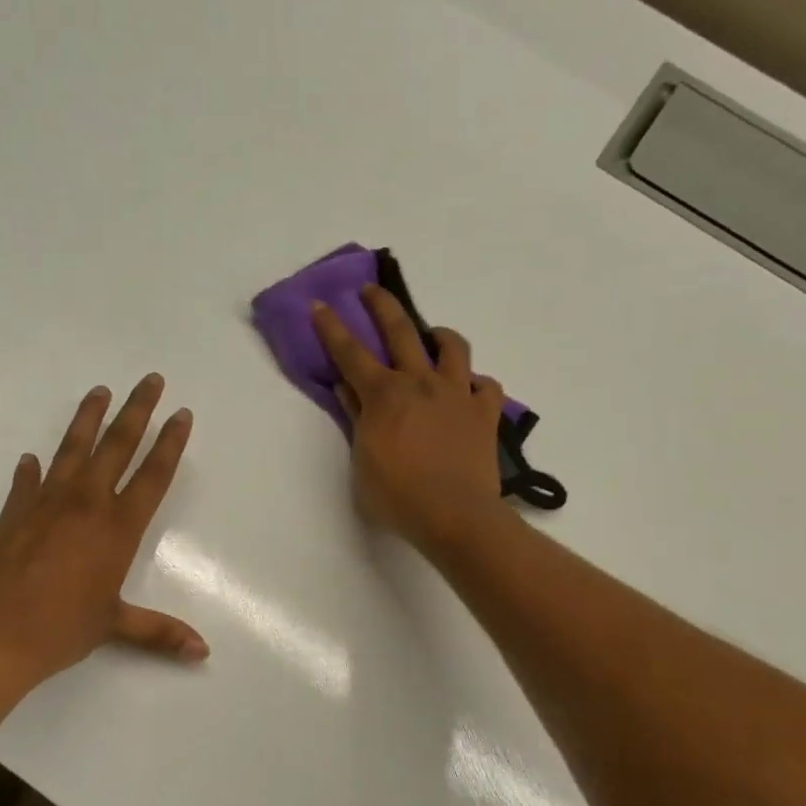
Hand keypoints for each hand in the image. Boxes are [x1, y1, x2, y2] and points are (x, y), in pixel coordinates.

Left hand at [0, 374, 206, 691]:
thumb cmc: (59, 630)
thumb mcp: (114, 627)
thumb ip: (159, 632)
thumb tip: (203, 652)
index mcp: (116, 528)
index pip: (152, 476)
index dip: (170, 443)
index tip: (181, 413)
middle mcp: (85, 505)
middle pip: (117, 446)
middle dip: (136, 411)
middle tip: (149, 379)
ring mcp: (45, 503)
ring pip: (72, 450)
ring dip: (88, 419)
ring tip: (99, 391)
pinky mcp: (12, 513)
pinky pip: (27, 482)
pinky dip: (31, 470)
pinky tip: (31, 459)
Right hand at [311, 286, 504, 548]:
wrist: (454, 515)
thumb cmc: (397, 495)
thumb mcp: (362, 459)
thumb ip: (357, 418)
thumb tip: (347, 388)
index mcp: (384, 394)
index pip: (350, 353)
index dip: (332, 328)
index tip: (320, 305)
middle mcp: (421, 382)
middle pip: (401, 331)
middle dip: (382, 306)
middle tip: (371, 290)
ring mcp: (457, 394)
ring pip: (452, 347)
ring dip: (439, 336)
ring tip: (433, 338)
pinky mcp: (485, 412)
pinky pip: (485, 385)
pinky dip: (474, 383)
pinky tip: (467, 390)